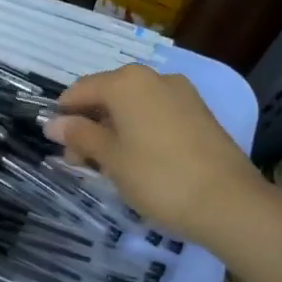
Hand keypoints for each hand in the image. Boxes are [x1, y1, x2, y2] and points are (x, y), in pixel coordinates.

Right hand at [45, 64, 259, 244]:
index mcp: (127, 82)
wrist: (229, 202)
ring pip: (134, 106)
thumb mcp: (110, 159)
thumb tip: (53, 123)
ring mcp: (182, 94)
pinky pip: (157, 114)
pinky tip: (139, 161)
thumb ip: (80, 136)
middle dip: (90, 125)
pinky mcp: (200, 114)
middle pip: (108, 95)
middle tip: (81, 163)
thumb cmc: (158, 177)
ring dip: (114, 130)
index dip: (63, 115)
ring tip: (110, 167)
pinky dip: (140, 131)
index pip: (81, 90)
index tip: (56, 144)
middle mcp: (154, 78)